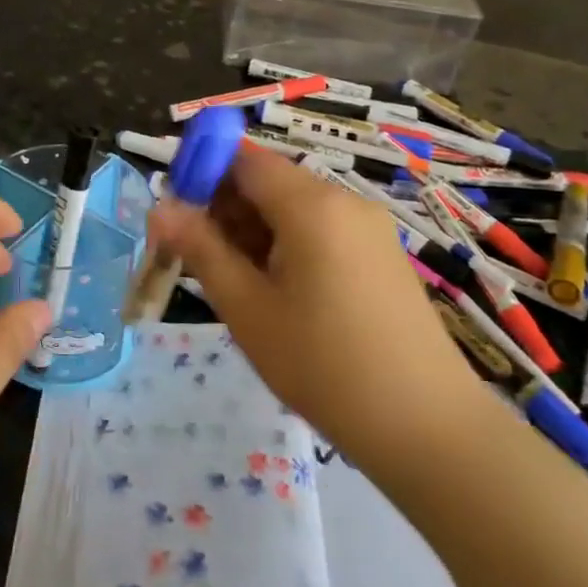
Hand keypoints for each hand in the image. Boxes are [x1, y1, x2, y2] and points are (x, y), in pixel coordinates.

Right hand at [151, 144, 489, 477]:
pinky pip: (320, 230)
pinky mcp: (381, 254)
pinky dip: (286, 246)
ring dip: (253, 231)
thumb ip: (200, 249)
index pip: (243, 158)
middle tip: (196, 259)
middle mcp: (343, 201)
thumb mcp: (247, 307)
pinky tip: (276, 294)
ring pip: (292, 208)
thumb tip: (159, 208)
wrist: (427, 429)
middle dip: (225, 208)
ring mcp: (368, 227)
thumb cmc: (323, 365)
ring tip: (234, 285)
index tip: (176, 216)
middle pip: (268, 181)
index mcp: (310, 205)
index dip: (201, 174)